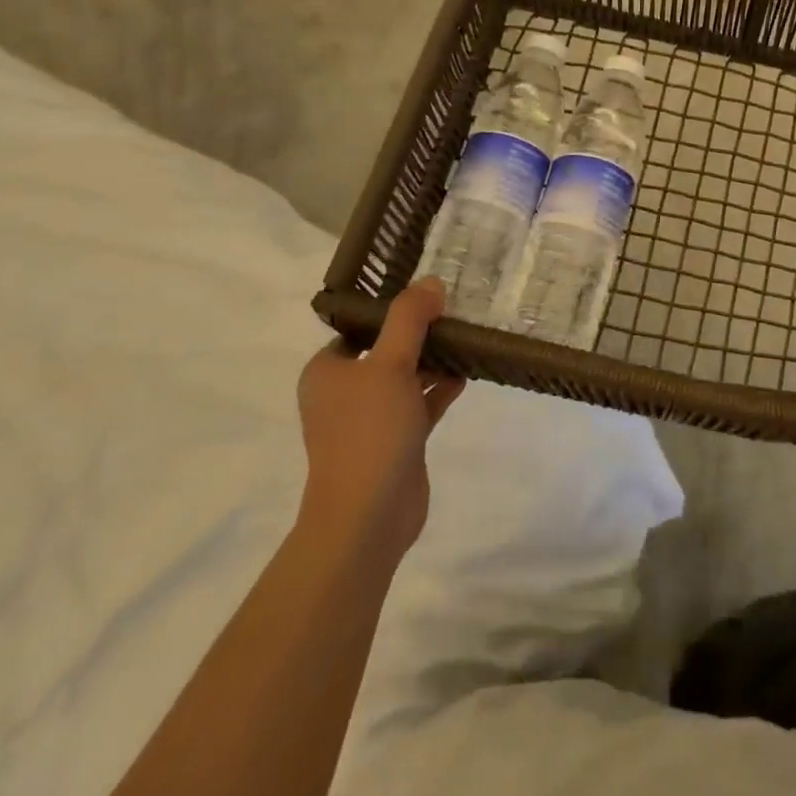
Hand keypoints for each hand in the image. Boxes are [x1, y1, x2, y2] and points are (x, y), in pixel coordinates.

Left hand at [296, 279, 463, 555]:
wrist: (368, 513)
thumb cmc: (370, 430)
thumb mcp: (390, 364)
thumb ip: (409, 319)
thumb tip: (430, 282)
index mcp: (328, 370)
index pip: (360, 327)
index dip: (393, 310)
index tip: (430, 293)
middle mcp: (345, 391)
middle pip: (386, 349)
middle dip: (420, 333)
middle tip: (456, 311)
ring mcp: (370, 418)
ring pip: (405, 377)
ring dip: (433, 360)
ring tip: (467, 338)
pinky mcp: (396, 440)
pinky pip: (420, 403)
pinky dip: (439, 389)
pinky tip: (466, 373)